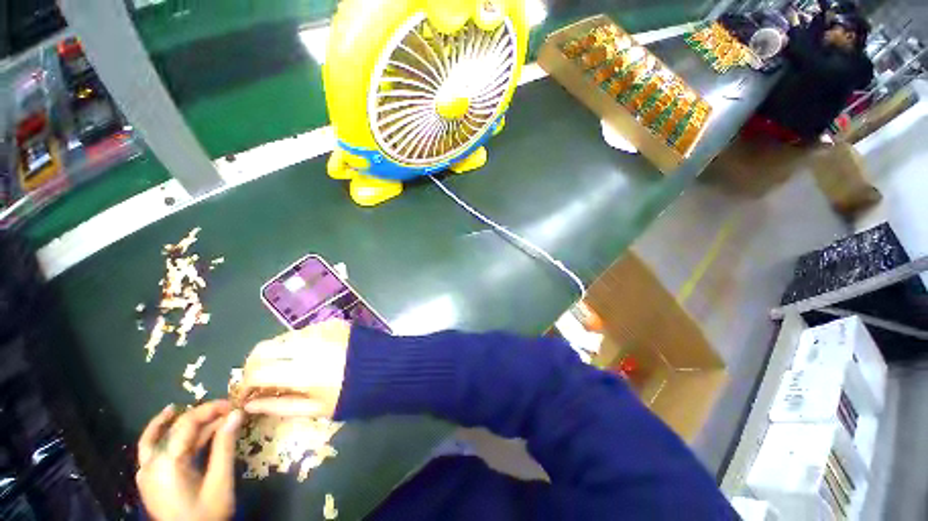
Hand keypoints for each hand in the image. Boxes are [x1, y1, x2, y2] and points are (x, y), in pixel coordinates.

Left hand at [136, 401, 242, 520]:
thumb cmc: (206, 514)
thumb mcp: (220, 481)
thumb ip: (225, 446)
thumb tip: (237, 414)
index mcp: (166, 463)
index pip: (187, 424)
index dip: (210, 409)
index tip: (233, 404)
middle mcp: (150, 464)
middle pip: (175, 429)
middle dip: (201, 415)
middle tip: (226, 410)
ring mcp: (146, 472)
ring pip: (161, 436)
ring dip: (185, 423)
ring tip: (209, 414)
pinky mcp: (148, 479)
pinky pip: (152, 448)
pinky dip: (165, 435)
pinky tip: (175, 427)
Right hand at [241, 319, 351, 417]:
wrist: (386, 367)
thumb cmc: (352, 394)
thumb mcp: (316, 409)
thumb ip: (279, 406)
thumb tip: (249, 404)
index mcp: (301, 372)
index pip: (256, 372)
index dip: (243, 385)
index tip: (245, 395)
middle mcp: (306, 346)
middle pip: (262, 349)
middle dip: (253, 365)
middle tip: (258, 380)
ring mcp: (320, 330)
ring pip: (282, 338)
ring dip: (274, 353)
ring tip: (282, 368)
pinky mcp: (331, 323)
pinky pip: (303, 331)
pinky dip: (295, 344)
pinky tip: (306, 355)